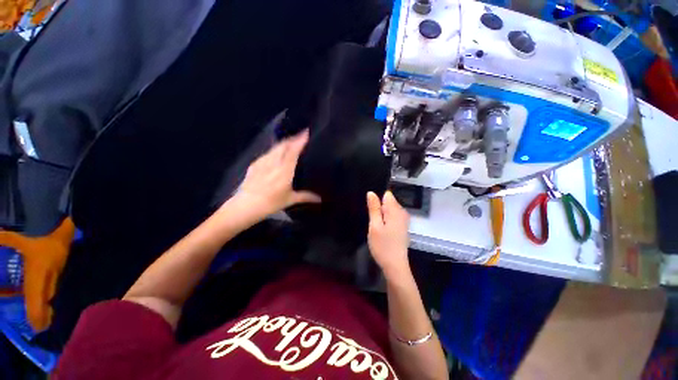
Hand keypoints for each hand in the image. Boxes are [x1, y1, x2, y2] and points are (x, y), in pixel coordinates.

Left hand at [234, 130, 320, 216]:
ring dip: (284, 143)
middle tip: (301, 135)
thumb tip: (320, 199)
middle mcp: (274, 163)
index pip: (293, 152)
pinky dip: (275, 150)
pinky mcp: (254, 164)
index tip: (306, 133)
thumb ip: (305, 196)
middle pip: (283, 145)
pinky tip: (276, 153)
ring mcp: (262, 162)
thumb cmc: (270, 204)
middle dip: (293, 138)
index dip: (300, 141)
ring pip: (275, 147)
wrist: (244, 206)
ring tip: (291, 142)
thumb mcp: (289, 200)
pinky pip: (267, 153)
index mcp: (284, 171)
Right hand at [366, 191, 410, 277]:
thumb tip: (371, 192)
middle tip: (373, 221)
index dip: (377, 200)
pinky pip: (392, 217)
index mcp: (395, 210)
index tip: (372, 210)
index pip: (387, 195)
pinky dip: (385, 220)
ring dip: (381, 215)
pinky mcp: (402, 227)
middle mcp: (402, 213)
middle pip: (388, 202)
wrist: (395, 266)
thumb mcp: (375, 226)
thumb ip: (374, 208)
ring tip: (376, 226)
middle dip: (379, 208)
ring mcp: (403, 220)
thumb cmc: (383, 246)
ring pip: (389, 210)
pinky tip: (381, 230)